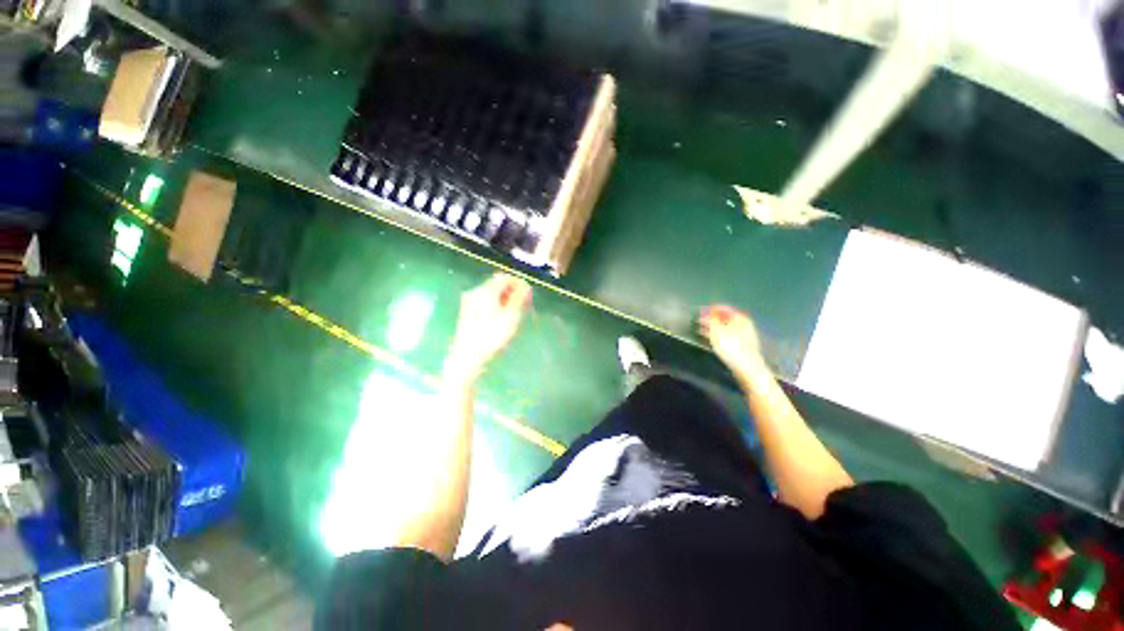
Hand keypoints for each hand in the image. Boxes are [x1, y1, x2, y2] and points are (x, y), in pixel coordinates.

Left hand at [445, 273, 531, 384]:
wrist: (468, 356)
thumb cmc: (492, 335)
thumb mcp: (511, 316)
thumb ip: (519, 298)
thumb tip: (526, 286)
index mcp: (486, 290)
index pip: (505, 278)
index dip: (519, 283)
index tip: (529, 295)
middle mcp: (475, 292)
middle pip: (497, 284)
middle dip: (512, 291)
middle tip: (524, 304)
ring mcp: (469, 302)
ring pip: (491, 294)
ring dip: (505, 299)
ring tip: (515, 312)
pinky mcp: (467, 313)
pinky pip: (485, 302)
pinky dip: (496, 305)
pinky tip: (501, 318)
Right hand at [698, 305, 768, 383]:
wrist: (747, 368)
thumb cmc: (731, 346)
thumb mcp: (716, 331)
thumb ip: (709, 320)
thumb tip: (705, 312)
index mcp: (739, 318)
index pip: (723, 308)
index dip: (710, 308)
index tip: (699, 310)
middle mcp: (743, 324)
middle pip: (725, 318)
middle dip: (711, 319)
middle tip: (698, 320)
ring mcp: (744, 336)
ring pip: (725, 328)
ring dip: (713, 328)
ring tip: (700, 330)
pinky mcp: (742, 347)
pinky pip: (726, 337)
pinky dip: (717, 336)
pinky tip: (709, 340)